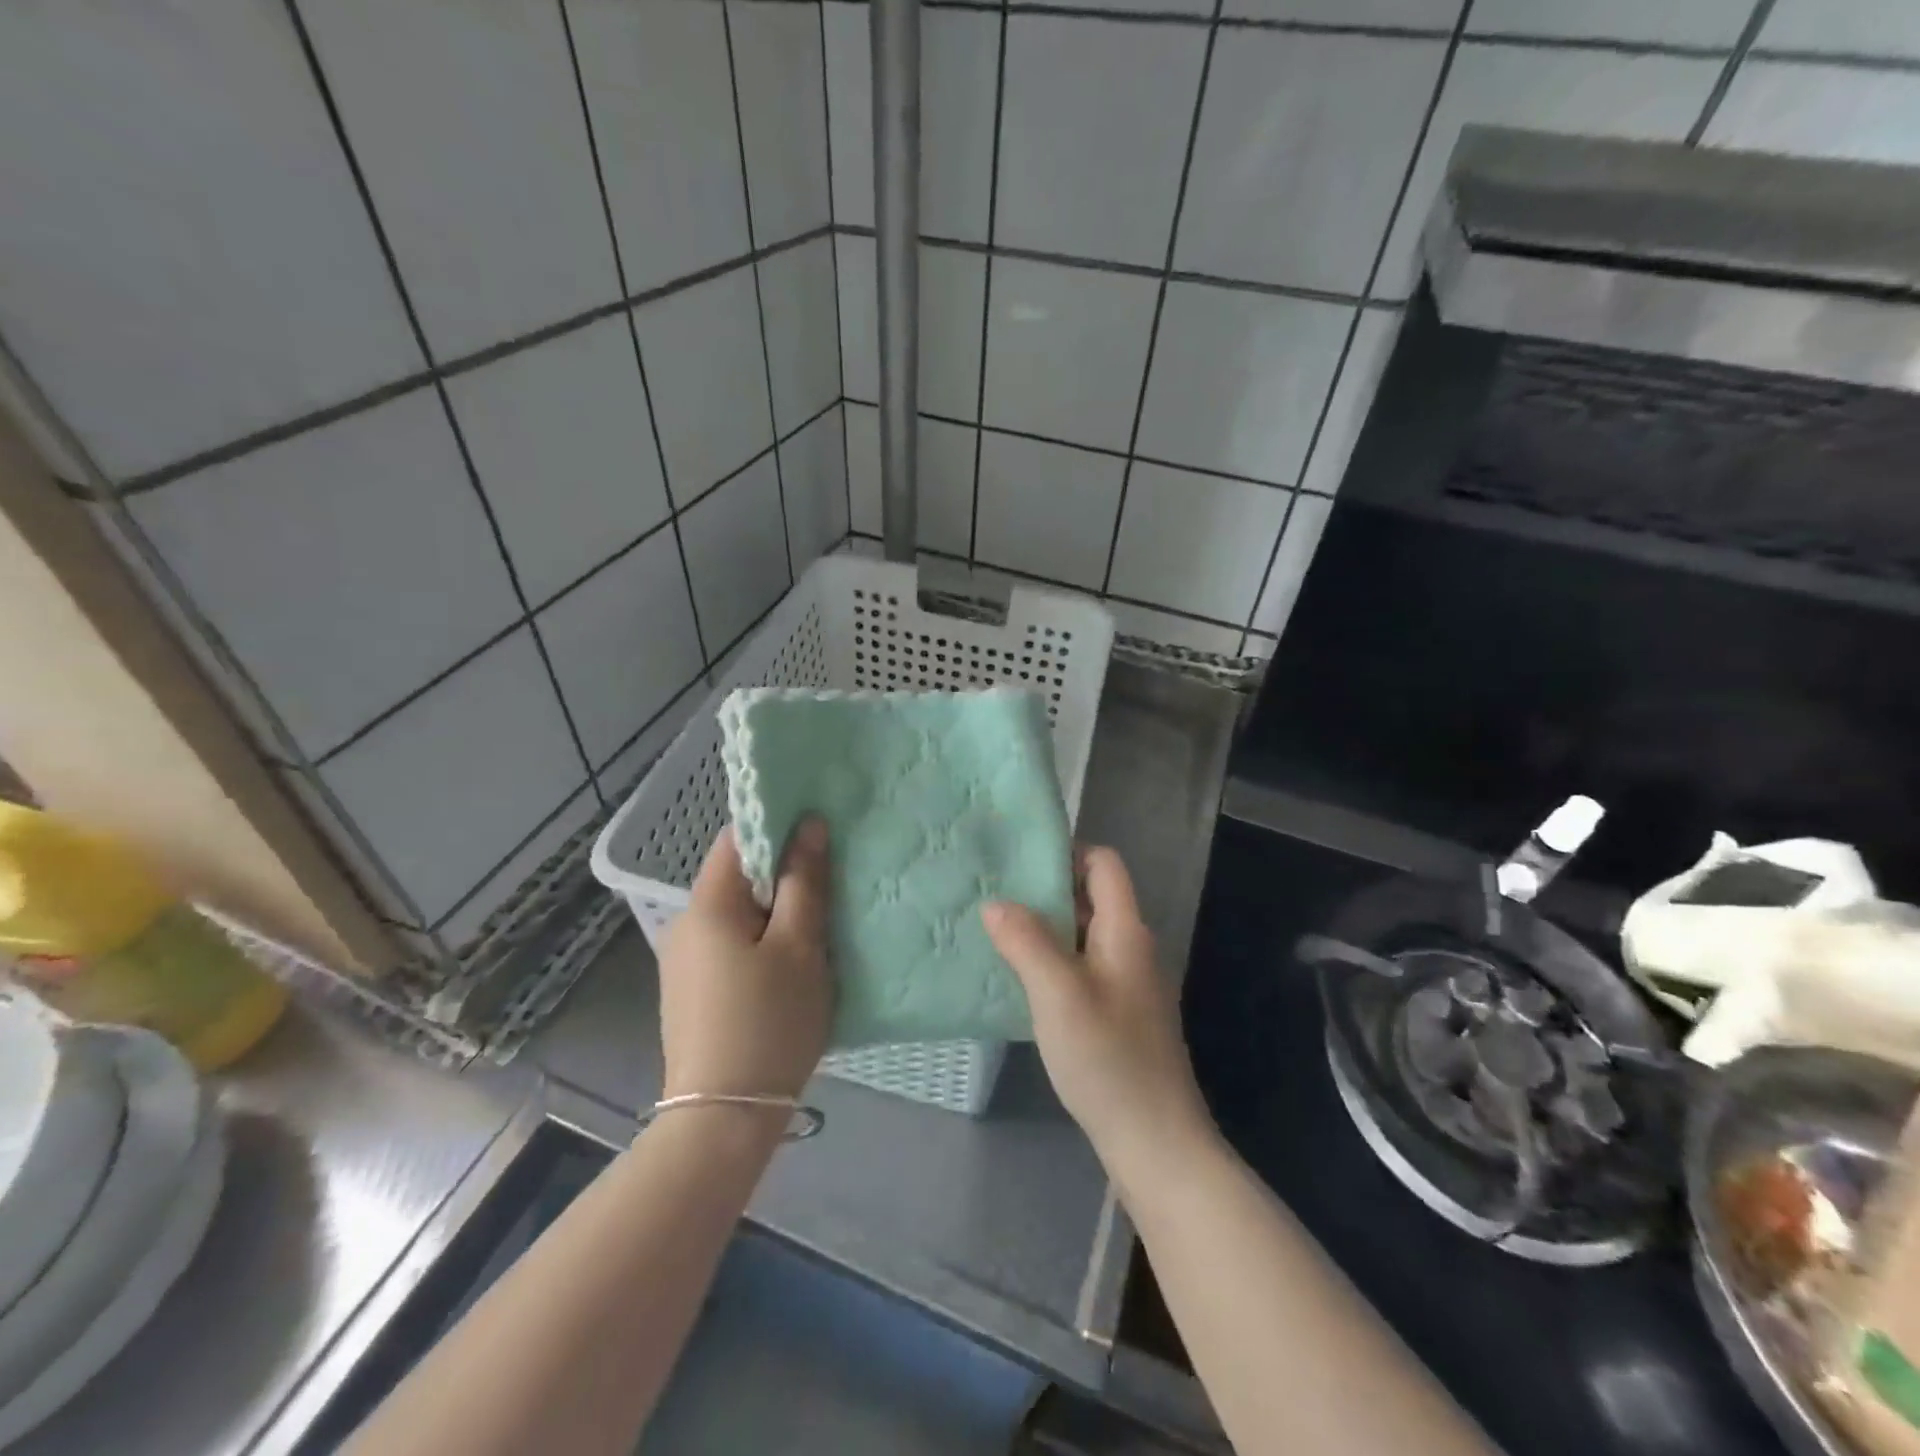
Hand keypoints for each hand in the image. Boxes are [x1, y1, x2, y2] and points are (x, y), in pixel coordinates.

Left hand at [658, 820, 832, 1101]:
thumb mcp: (799, 946)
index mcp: (707, 905)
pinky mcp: (692, 992)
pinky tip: (790, 965)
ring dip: (776, 911)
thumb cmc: (769, 1022)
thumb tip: (810, 824)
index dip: (779, 826)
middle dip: (784, 874)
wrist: (723, 1121)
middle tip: (832, 884)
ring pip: (738, 914)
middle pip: (738, 877)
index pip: (738, 837)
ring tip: (819, 924)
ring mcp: (684, 962)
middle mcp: (686, 925)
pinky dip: (761, 941)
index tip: (821, 834)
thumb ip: (805, 881)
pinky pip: (731, 946)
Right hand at [983, 848, 1212, 1174]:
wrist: (1154, 1142)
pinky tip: (1016, 977)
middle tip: (993, 892)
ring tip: (994, 929)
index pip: (1104, 864)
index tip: (1018, 861)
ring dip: (1044, 928)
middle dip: (1045, 890)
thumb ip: (1026, 941)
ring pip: (1082, 935)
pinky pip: (1079, 968)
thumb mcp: (1059, 993)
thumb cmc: (1108, 1059)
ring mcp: (1125, 983)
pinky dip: (1050, 961)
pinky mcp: (1116, 1014)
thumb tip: (995, 902)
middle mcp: (1130, 948)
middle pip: (1091, 896)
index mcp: (1126, 931)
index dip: (1067, 852)